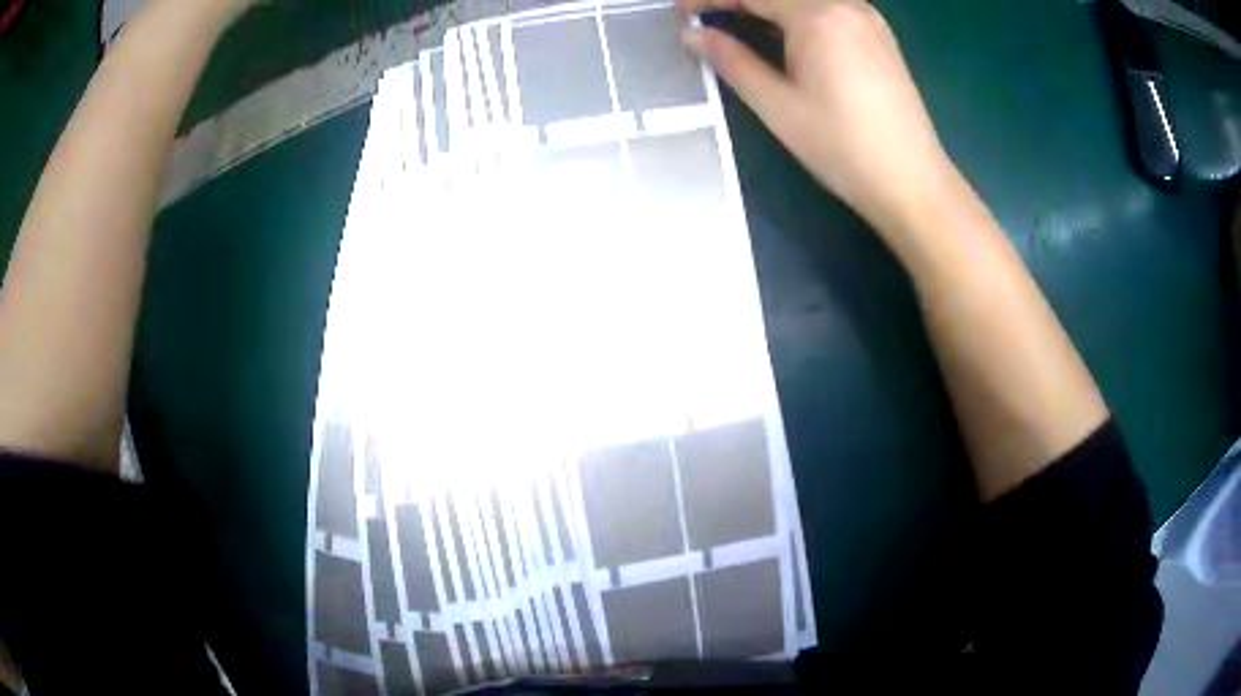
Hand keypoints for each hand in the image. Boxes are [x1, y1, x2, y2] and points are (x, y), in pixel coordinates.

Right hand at [679, 0, 954, 237]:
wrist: (913, 183)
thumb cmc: (843, 148)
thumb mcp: (778, 105)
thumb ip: (732, 61)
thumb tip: (692, 35)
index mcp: (818, 15)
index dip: (709, 0)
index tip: (681, 15)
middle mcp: (846, 4)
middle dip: (738, 1)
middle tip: (707, 21)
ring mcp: (868, 18)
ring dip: (768, 7)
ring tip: (737, 27)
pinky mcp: (879, 36)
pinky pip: (828, 9)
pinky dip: (797, 14)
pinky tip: (782, 37)